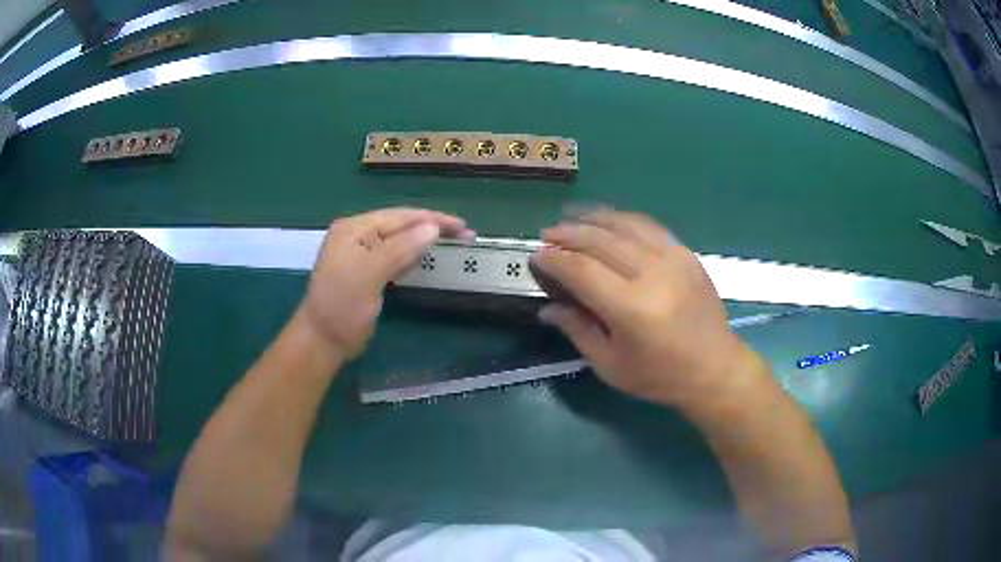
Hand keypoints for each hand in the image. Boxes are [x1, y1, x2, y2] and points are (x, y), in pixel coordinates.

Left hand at [299, 208, 471, 359]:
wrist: (323, 341)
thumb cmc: (342, 306)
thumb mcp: (369, 274)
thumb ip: (400, 249)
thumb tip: (433, 228)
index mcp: (354, 228)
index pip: (399, 216)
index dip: (432, 219)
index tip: (462, 225)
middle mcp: (357, 235)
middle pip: (401, 225)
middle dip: (432, 228)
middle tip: (465, 233)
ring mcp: (361, 253)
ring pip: (400, 240)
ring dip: (425, 241)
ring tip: (454, 242)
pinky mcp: (367, 271)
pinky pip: (395, 257)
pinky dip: (413, 256)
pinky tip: (427, 257)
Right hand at [532, 209, 760, 408]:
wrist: (714, 367)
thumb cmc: (659, 376)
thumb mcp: (610, 365)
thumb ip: (577, 331)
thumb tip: (547, 308)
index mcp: (632, 309)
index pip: (582, 271)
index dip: (555, 260)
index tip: (537, 256)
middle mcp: (653, 275)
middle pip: (601, 240)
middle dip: (569, 233)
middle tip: (547, 234)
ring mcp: (673, 259)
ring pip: (625, 225)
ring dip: (593, 218)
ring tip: (571, 217)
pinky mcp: (686, 253)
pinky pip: (649, 226)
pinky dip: (623, 219)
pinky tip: (608, 220)